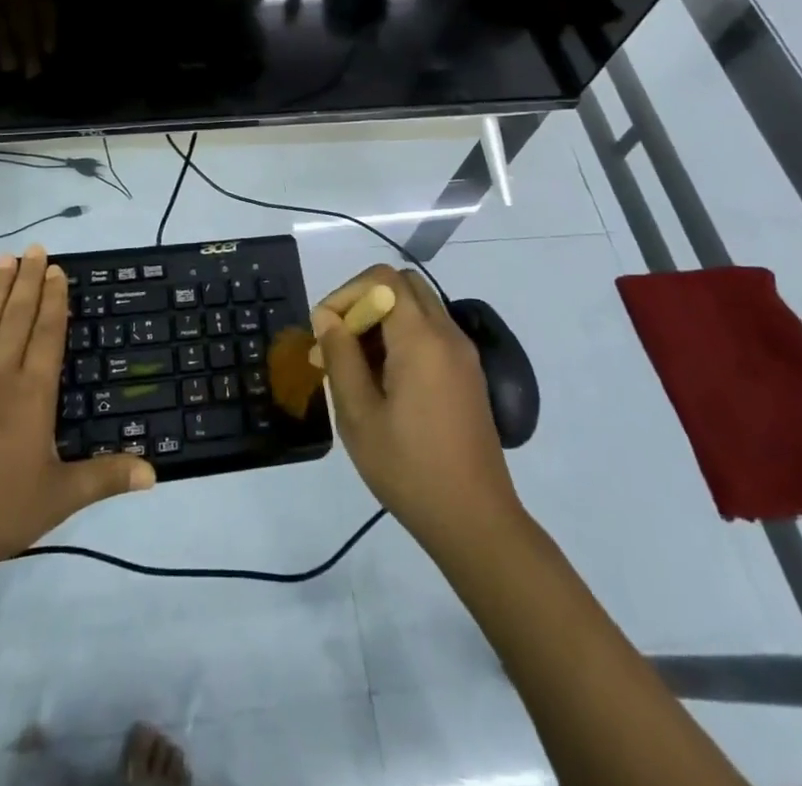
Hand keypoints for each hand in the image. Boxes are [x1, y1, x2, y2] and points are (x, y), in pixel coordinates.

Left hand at [0, 246, 154, 572]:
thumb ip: (106, 477)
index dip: (54, 301)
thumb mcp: (60, 497)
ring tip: (4, 259)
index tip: (57, 270)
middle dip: (28, 282)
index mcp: (32, 395)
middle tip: (35, 249)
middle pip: (17, 320)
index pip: (47, 336)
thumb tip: (154, 473)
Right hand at [312, 266, 521, 550]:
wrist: (475, 521)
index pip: (382, 279)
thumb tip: (328, 318)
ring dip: (382, 318)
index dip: (348, 293)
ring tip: (352, 364)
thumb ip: (341, 357)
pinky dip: (402, 336)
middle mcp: (448, 334)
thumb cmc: (409, 468)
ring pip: (418, 307)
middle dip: (364, 301)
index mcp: (421, 339)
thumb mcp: (359, 416)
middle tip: (339, 340)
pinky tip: (382, 379)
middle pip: (403, 285)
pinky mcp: (468, 374)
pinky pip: (431, 332)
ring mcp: (463, 354)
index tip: (326, 331)